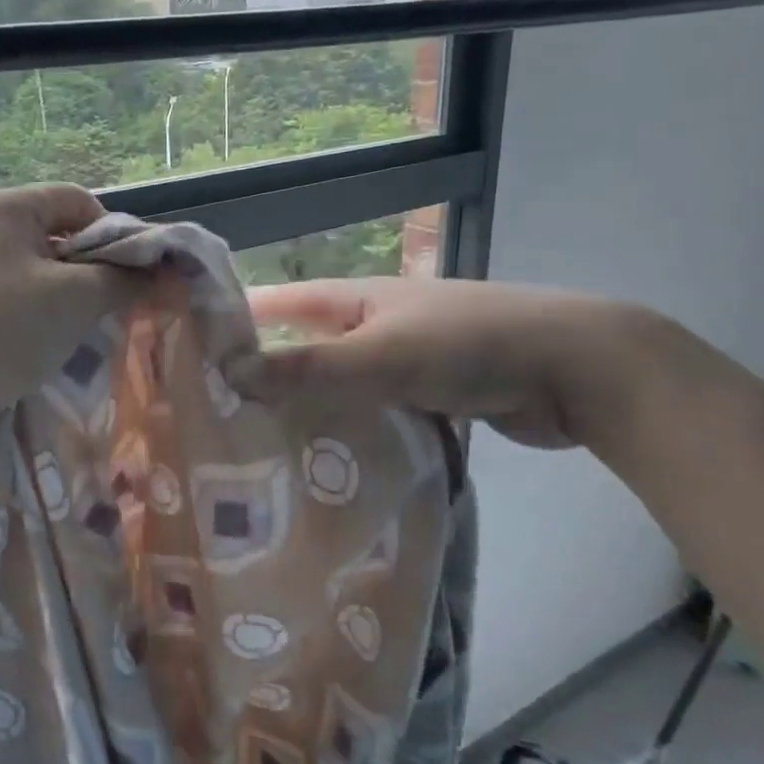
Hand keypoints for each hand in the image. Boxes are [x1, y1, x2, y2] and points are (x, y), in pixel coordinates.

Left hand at [0, 185, 155, 445]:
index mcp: (8, 210)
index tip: (137, 276)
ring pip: (46, 277)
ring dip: (74, 304)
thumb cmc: (1, 330)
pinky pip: (23, 306)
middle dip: (97, 273)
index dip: (117, 233)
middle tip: (120, 309)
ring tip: (89, 335)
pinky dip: (47, 323)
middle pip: (63, 239)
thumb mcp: (74, 299)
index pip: (80, 201)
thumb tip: (163, 272)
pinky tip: (57, 352)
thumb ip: (124, 280)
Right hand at [232, 276, 663, 450]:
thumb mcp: (383, 355)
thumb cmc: (471, 345)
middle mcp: (370, 323)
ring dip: (303, 409)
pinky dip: (346, 431)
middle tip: (210, 416)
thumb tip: (229, 373)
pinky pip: (369, 412)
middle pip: (300, 346)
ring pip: (335, 384)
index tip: (184, 353)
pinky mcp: (427, 394)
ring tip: (253, 449)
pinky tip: (322, 464)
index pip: (275, 303)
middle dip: (260, 374)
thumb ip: (309, 367)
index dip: (230, 320)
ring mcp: (400, 359)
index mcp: (354, 299)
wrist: (580, 369)